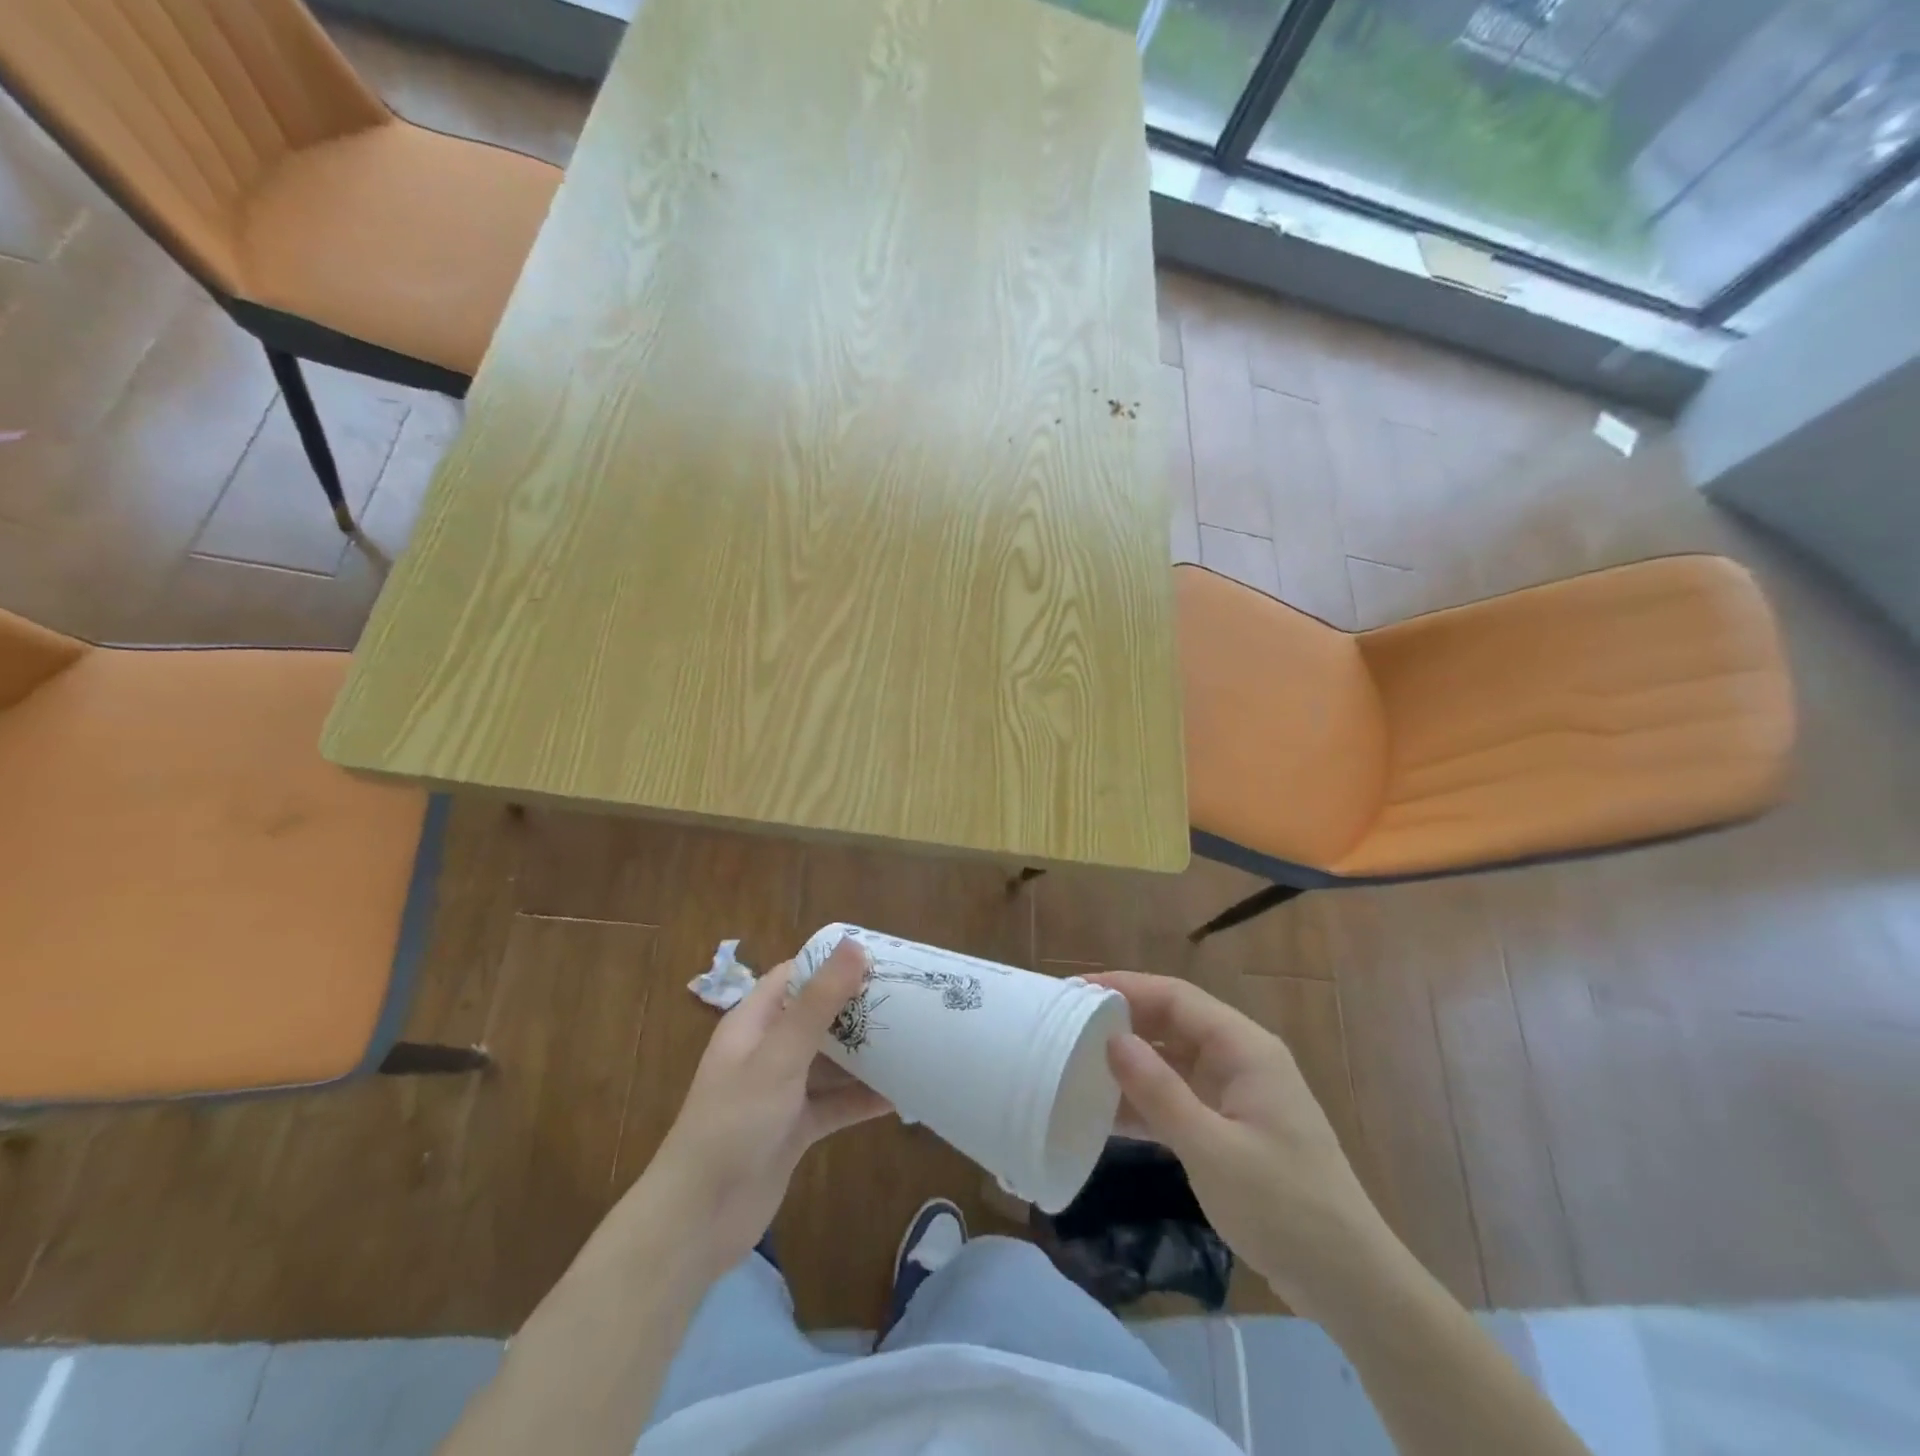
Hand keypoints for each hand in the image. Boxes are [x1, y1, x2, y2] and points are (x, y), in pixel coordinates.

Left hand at [645, 939, 891, 1277]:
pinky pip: (836, 1103)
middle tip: (909, 998)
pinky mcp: (795, 1128)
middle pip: (819, 1016)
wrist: (699, 1220)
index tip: (880, 958)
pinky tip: (903, 1095)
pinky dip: (863, 1098)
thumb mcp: (779, 1055)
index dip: (833, 963)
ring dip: (867, 1053)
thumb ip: (819, 1002)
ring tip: (916, 1039)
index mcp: (754, 1022)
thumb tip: (854, 945)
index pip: (796, 976)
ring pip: (831, 1061)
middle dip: (859, 1008)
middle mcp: (768, 1050)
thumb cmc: (734, 1122)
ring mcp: (782, 1091)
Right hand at [1087, 970, 1389, 1314]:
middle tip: (1066, 1026)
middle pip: (1172, 1023)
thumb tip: (1110, 1039)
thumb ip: (1158, 1091)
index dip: (1125, 987)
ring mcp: (1237, 1095)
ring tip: (1076, 1064)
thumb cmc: (1284, 1207)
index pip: (1175, 997)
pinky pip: (1180, 1098)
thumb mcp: (1211, 1149)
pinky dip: (1146, 1102)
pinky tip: (1106, 1113)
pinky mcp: (1232, 1128)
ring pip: (1173, 1061)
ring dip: (1130, 1064)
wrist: (1351, 1284)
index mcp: (1244, 1048)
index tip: (1075, 992)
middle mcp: (1241, 1059)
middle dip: (1122, 1022)